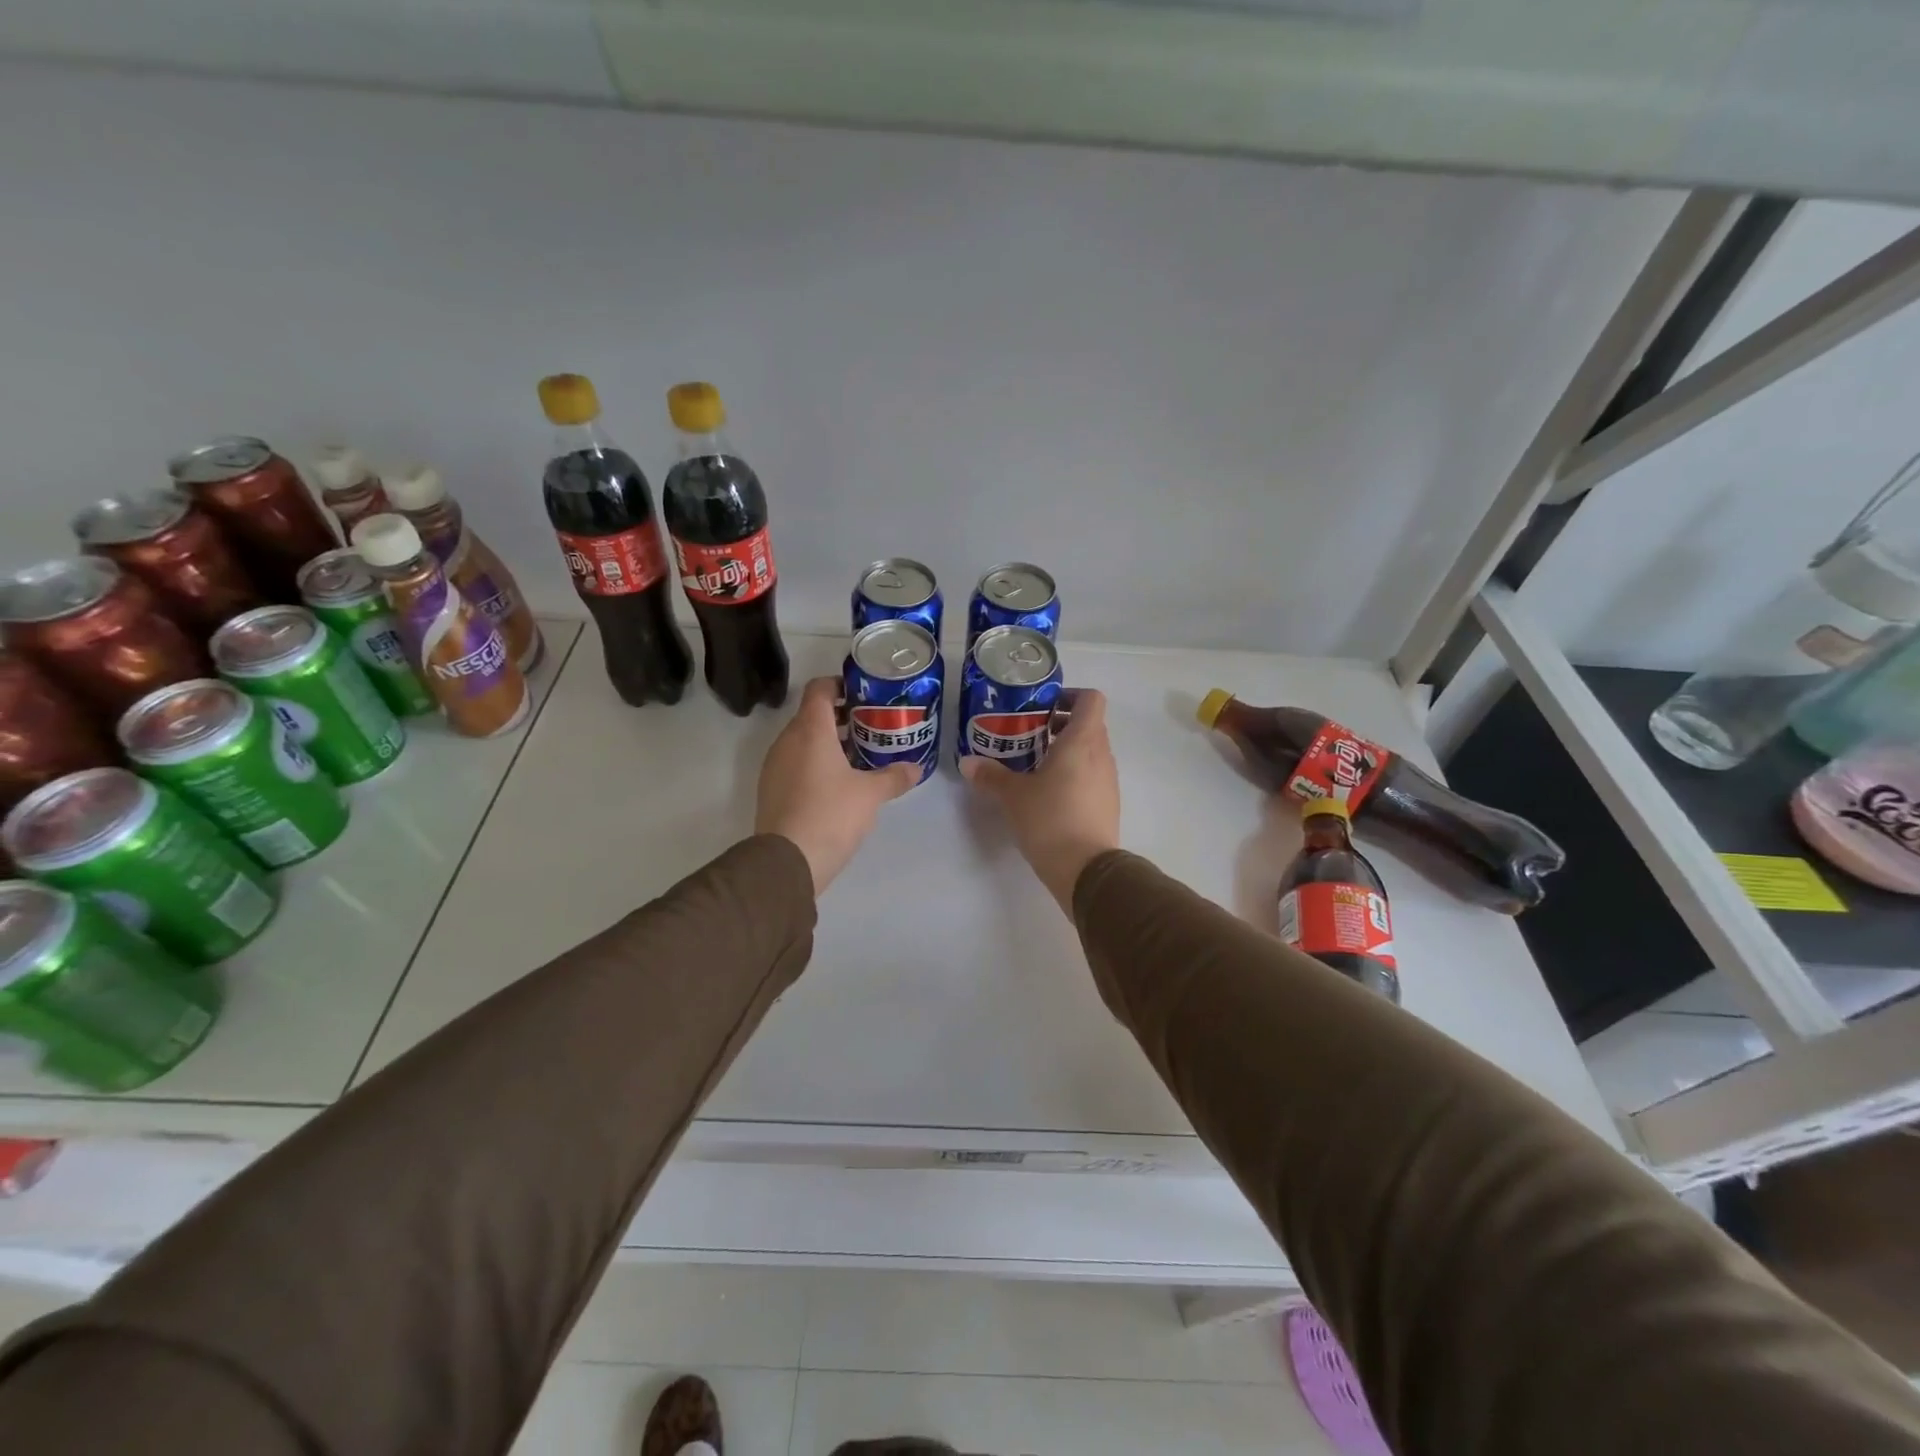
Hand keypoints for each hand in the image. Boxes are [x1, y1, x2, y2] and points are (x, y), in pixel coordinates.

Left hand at [756, 676, 918, 893]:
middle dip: (840, 717)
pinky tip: (837, 783)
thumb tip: (916, 769)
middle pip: (811, 715)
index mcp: (810, 730)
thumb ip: (893, 777)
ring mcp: (775, 766)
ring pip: (802, 740)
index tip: (863, 695)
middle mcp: (787, 741)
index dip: (839, 685)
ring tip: (857, 756)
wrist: (787, 861)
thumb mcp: (870, 795)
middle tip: (869, 727)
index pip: (819, 689)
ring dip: (827, 742)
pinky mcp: (771, 789)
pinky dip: (814, 763)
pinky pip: (794, 763)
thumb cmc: (831, 814)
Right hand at [960, 688, 1119, 911]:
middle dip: (1061, 724)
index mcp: (1082, 741)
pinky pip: (1092, 775)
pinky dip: (1074, 774)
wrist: (1086, 870)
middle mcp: (1101, 755)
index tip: (1043, 707)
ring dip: (1067, 750)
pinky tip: (1048, 793)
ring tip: (1035, 764)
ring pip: (1091, 751)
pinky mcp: (1108, 803)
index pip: (1091, 699)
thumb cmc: (1050, 819)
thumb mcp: (1013, 795)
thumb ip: (990, 775)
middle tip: (1029, 735)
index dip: (1070, 696)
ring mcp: (1109, 780)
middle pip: (1089, 724)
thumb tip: (967, 762)